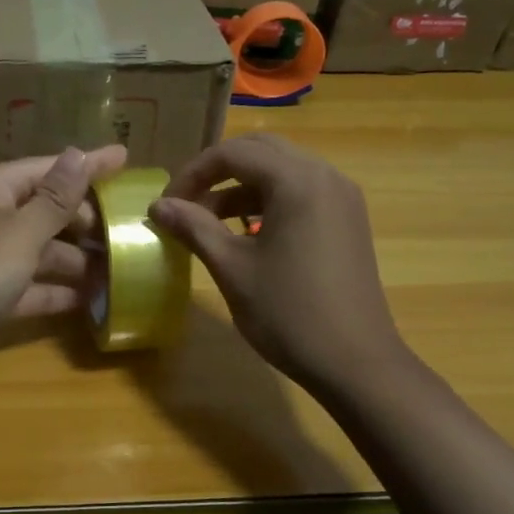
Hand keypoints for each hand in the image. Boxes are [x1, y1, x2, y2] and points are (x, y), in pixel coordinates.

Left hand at [0, 145, 127, 354]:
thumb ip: (55, 198)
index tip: (127, 158)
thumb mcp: (20, 233)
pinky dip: (57, 291)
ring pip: (43, 250)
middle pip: (48, 209)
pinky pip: (32, 285)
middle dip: (86, 219)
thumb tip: (80, 153)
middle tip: (128, 231)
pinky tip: (91, 301)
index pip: (51, 168)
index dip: (89, 165)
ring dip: (77, 260)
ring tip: (121, 269)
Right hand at [149, 135, 402, 387]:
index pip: (233, 153)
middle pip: (260, 150)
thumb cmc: (288, 313)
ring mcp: (341, 197)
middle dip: (217, 171)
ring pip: (281, 170)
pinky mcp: (346, 219)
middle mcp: (325, 176)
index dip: (192, 173)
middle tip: (186, 203)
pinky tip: (245, 233)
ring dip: (241, 186)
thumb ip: (194, 228)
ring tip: (208, 222)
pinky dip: (267, 200)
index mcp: (297, 181)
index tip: (166, 205)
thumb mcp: (232, 268)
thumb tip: (158, 206)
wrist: (356, 363)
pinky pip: (300, 191)